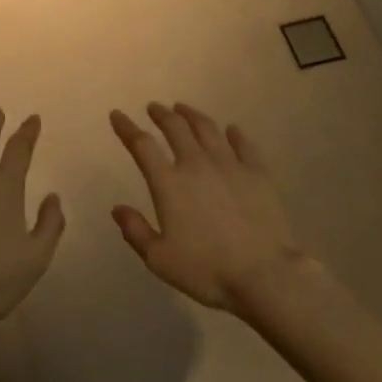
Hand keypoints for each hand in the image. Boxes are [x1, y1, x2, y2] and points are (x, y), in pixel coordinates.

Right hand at [109, 103, 304, 311]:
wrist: (264, 274)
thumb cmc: (207, 270)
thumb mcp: (160, 259)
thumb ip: (136, 231)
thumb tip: (118, 209)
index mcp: (169, 183)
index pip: (142, 145)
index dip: (127, 128)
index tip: (117, 115)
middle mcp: (196, 164)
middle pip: (175, 128)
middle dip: (161, 114)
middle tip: (154, 107)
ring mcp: (229, 164)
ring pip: (207, 128)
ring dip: (192, 115)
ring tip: (184, 109)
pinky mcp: (257, 172)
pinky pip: (243, 144)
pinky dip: (234, 133)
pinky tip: (231, 130)